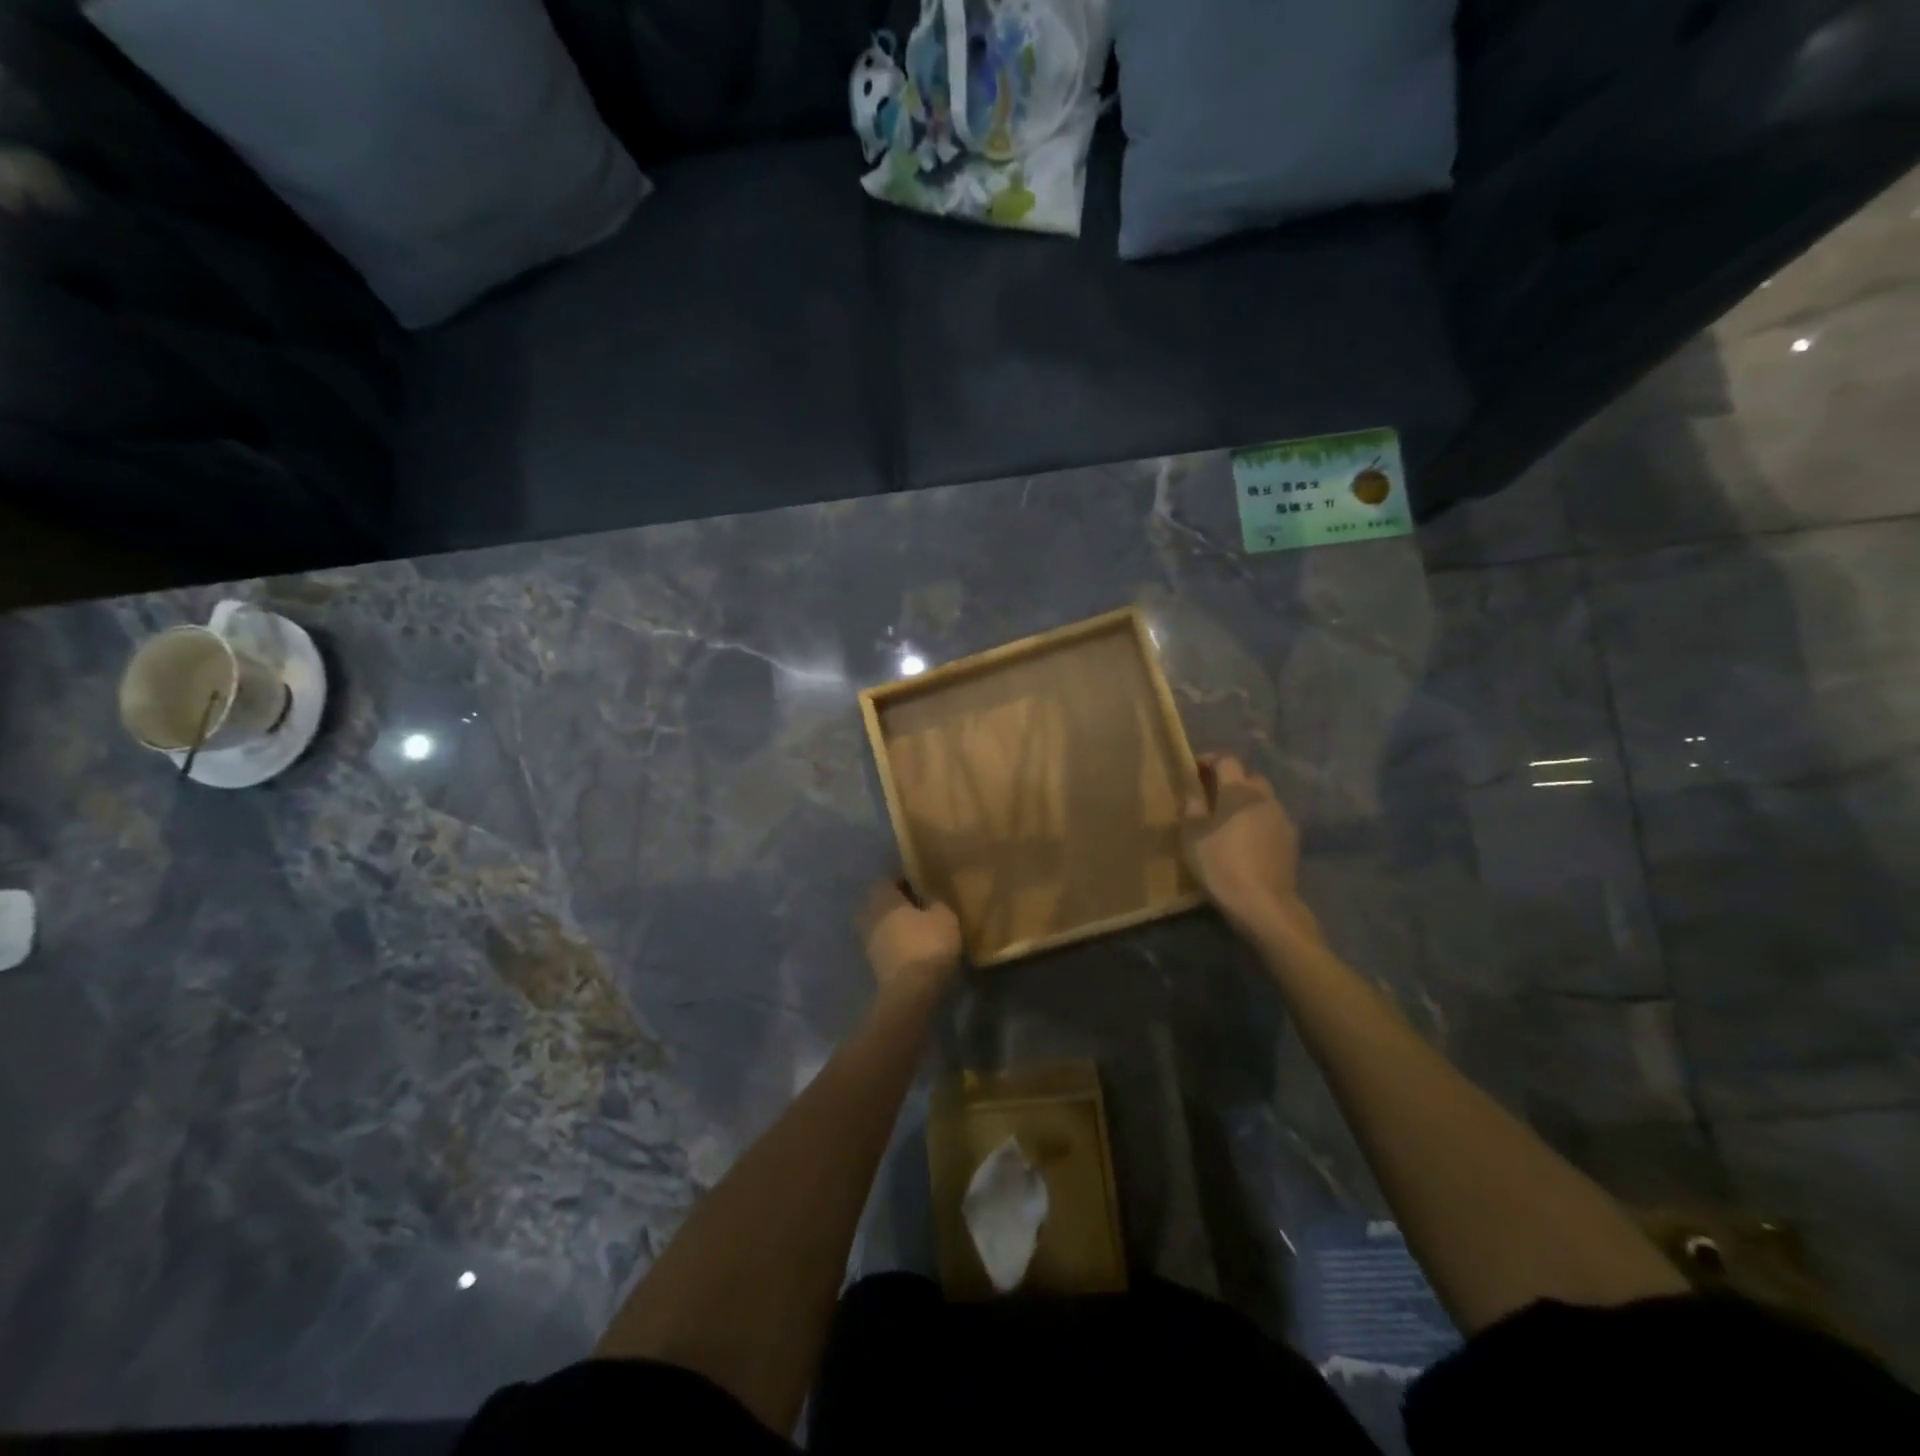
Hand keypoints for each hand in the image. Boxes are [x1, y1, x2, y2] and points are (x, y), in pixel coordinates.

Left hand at [857, 880, 962, 1002]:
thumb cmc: (928, 944)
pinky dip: (895, 945)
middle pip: (878, 904)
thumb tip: (929, 898)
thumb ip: (936, 902)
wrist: (911, 991)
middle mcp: (871, 917)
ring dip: (894, 926)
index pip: (886, 881)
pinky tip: (913, 949)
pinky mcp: (874, 966)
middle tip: (917, 906)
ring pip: (880, 926)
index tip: (920, 886)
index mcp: (884, 899)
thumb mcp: (944, 916)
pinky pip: (884, 946)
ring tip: (917, 930)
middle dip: (895, 904)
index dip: (902, 881)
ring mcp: (869, 944)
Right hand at [1181, 754, 1305, 933]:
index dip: (1210, 760)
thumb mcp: (1191, 838)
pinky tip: (1248, 840)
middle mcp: (1264, 798)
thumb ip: (1192, 811)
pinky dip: (1259, 821)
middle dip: (1232, 780)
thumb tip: (1195, 798)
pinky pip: (1272, 820)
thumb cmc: (1221, 865)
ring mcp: (1282, 818)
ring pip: (1263, 799)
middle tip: (1213, 796)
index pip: (1226, 760)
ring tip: (1231, 820)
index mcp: (1238, 791)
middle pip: (1248, 777)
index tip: (1196, 769)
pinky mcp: (1292, 840)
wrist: (1263, 904)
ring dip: (1247, 802)